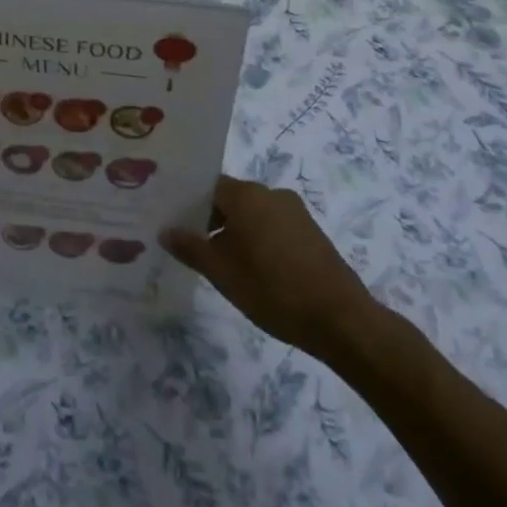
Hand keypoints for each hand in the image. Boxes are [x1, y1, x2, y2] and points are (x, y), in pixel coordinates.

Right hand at [163, 175, 383, 357]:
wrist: (340, 319)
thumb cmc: (272, 289)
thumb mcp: (221, 272)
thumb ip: (190, 247)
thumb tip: (166, 230)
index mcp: (246, 195)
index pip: (206, 186)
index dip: (187, 203)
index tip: (172, 222)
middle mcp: (270, 193)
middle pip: (230, 198)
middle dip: (209, 218)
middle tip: (190, 244)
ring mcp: (294, 211)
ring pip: (252, 213)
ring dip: (234, 231)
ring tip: (218, 260)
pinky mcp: (310, 231)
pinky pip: (272, 225)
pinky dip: (257, 238)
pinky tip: (251, 267)